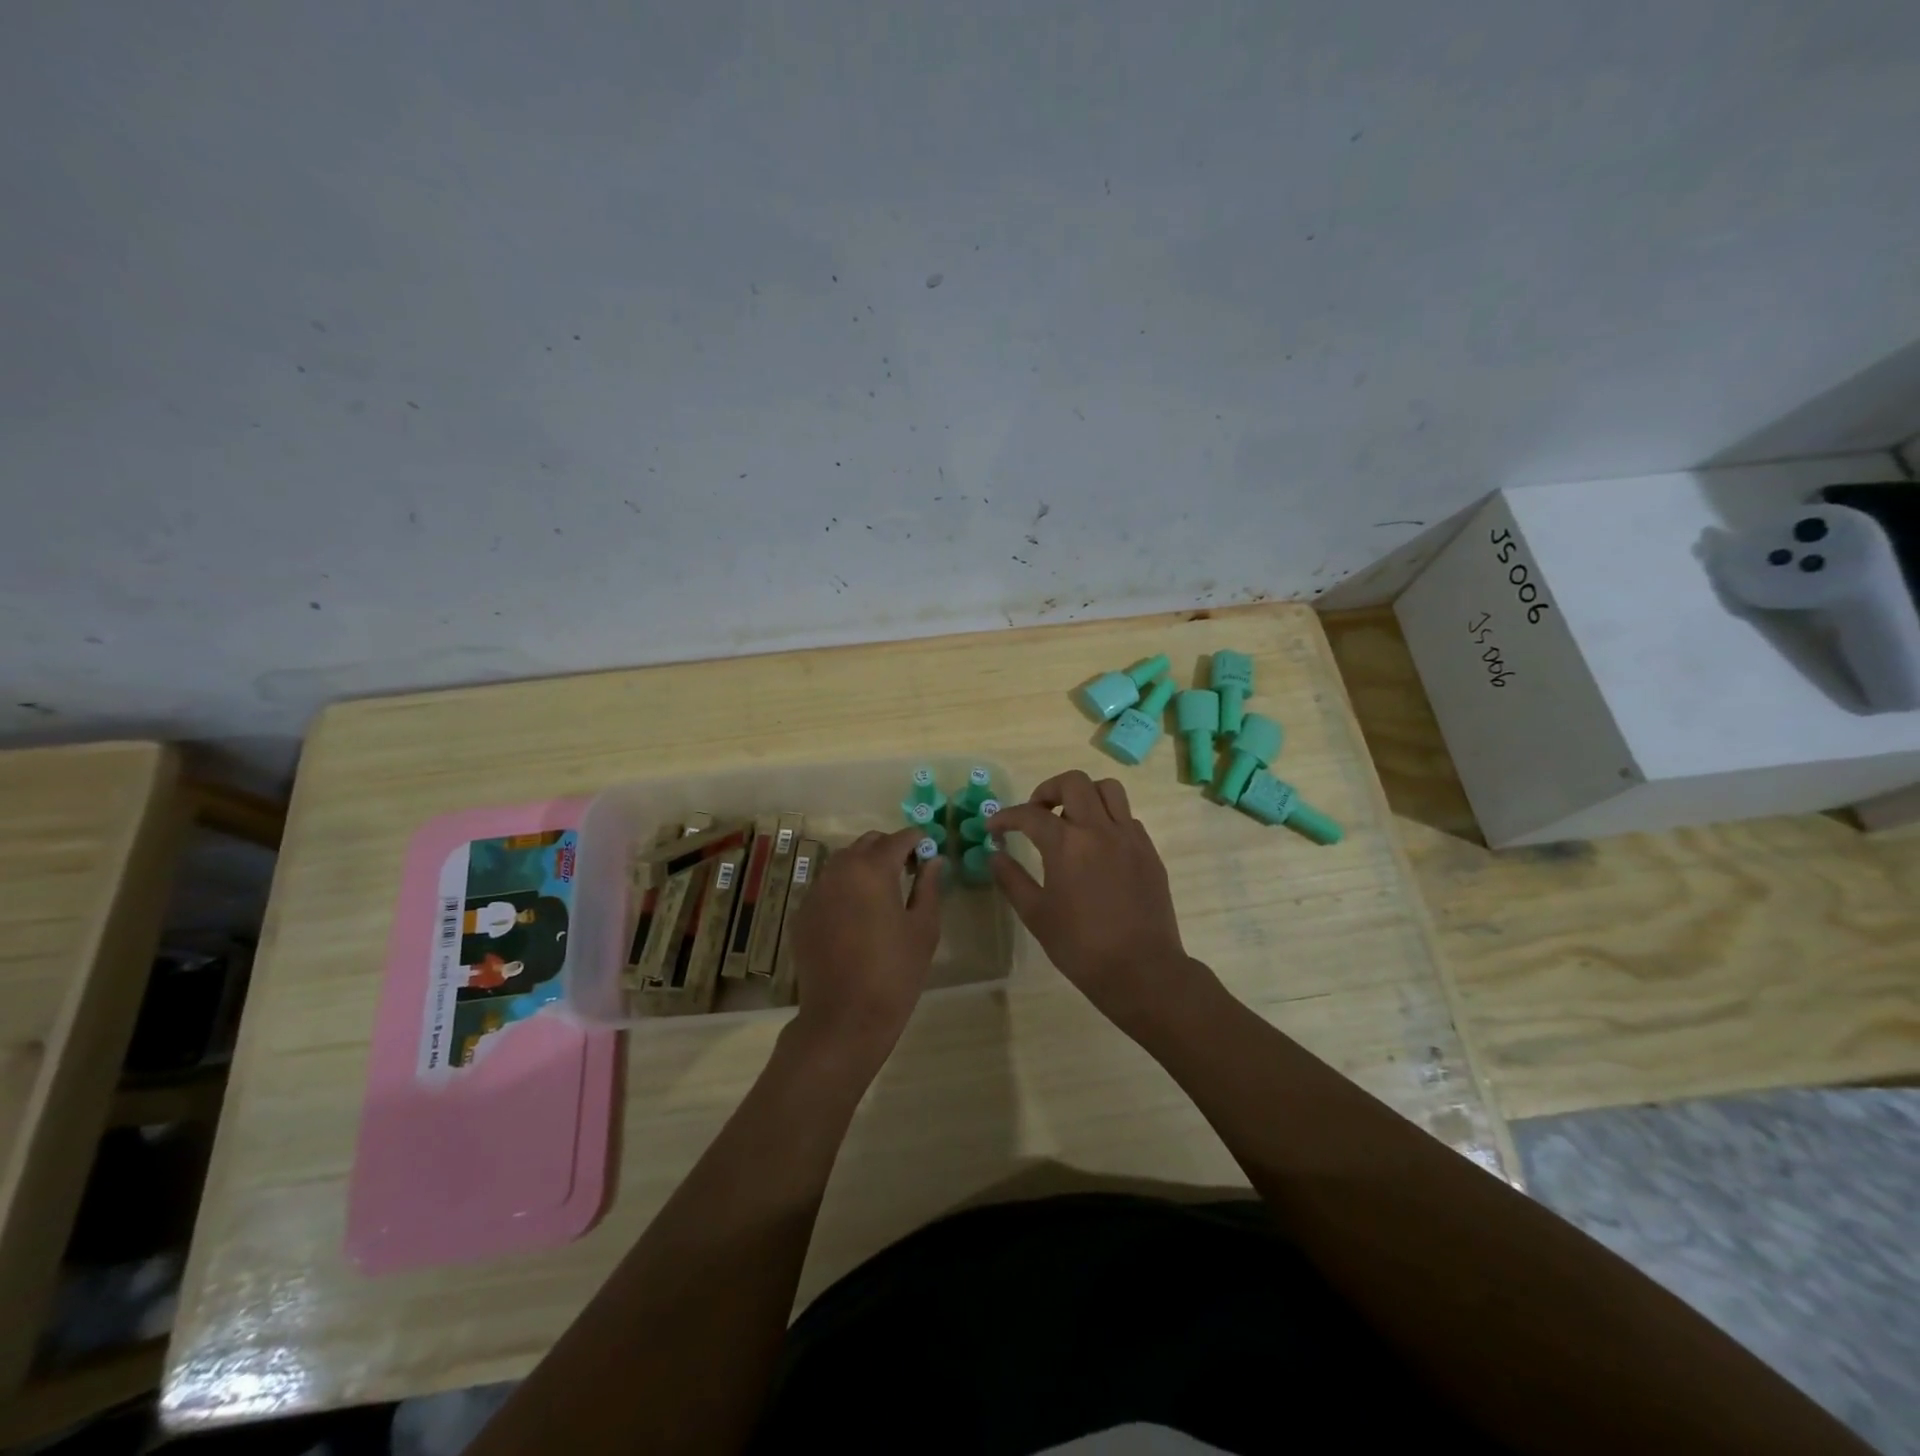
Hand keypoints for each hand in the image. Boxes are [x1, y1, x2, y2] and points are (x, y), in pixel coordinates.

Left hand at [786, 827, 941, 1067]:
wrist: (844, 1018)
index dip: (917, 841)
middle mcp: (839, 870)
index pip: (899, 838)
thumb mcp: (923, 928)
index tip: (929, 852)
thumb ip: (928, 886)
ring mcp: (816, 891)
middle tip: (908, 871)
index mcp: (873, 869)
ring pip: (843, 862)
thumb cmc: (895, 972)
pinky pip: (826, 887)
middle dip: (889, 849)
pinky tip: (856, 916)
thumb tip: (933, 860)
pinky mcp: (802, 914)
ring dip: (864, 866)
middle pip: (867, 843)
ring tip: (882, 893)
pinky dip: (844, 889)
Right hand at [989, 770, 1201, 1031]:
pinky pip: (1127, 817)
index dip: (1006, 817)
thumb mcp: (1036, 915)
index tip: (994, 827)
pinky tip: (1097, 847)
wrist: (1141, 970)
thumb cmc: (1081, 946)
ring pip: (1108, 789)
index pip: (1029, 814)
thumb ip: (1012, 879)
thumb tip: (996, 855)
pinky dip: (1108, 819)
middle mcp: (1100, 829)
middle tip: (1036, 812)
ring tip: (1070, 819)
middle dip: (1048, 790)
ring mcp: (1129, 837)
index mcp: (1067, 844)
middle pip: (1074, 782)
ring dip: (1084, 795)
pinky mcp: (1149, 851)